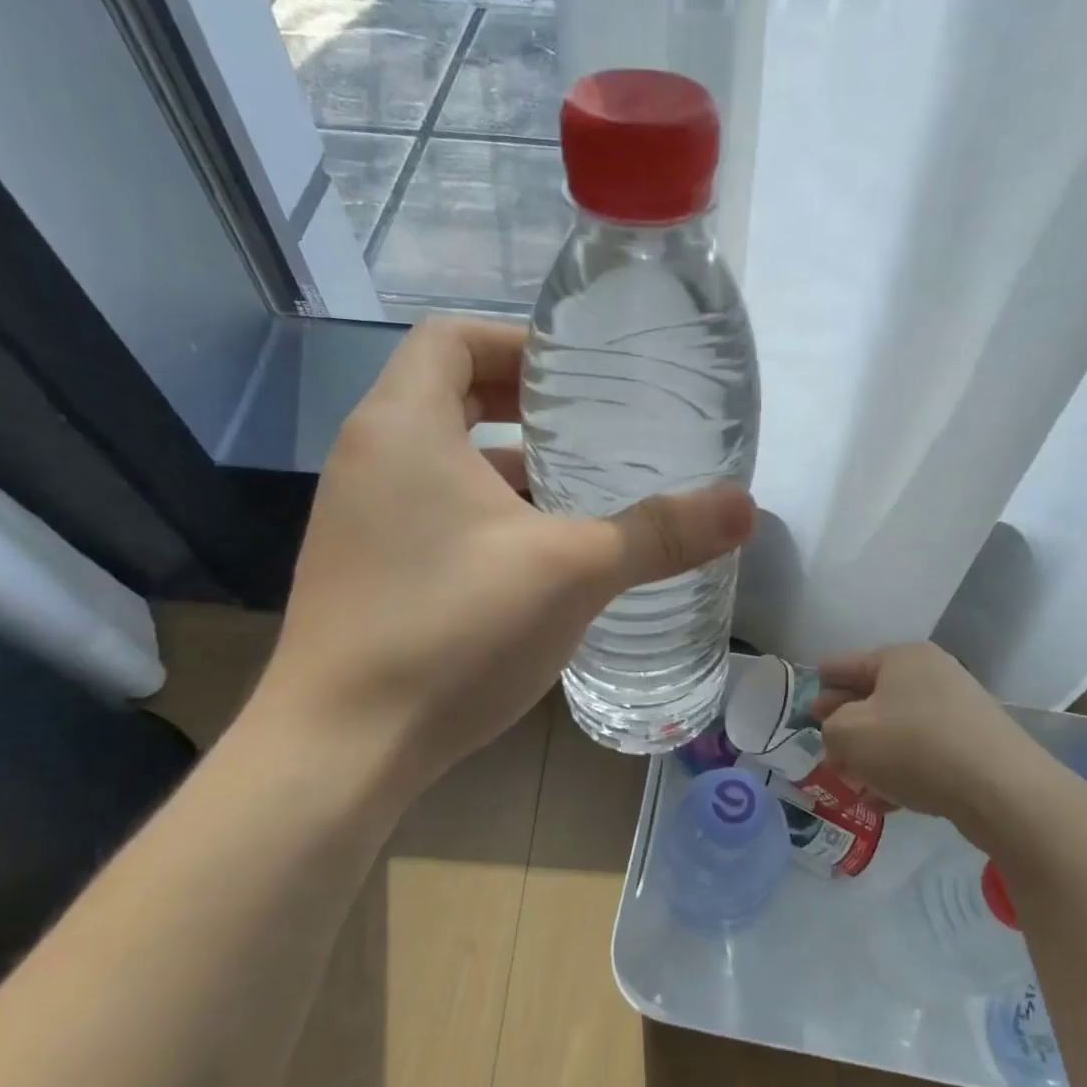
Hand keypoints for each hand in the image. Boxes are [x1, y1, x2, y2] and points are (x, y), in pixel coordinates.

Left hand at [250, 318, 754, 793]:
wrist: (341, 749)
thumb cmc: (452, 631)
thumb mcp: (572, 572)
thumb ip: (659, 534)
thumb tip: (746, 507)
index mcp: (403, 427)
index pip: (452, 337)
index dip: (518, 340)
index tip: (578, 374)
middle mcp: (369, 457)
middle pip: (447, 392)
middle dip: (520, 399)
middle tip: (590, 422)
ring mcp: (359, 517)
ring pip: (440, 457)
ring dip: (505, 459)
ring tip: (577, 482)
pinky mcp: (364, 568)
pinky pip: (429, 508)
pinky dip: (483, 508)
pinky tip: (537, 552)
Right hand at [811, 642, 1086, 853]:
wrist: (1002, 790)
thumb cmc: (915, 748)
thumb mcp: (850, 734)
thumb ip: (830, 728)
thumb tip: (839, 732)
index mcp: (900, 657)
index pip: (844, 665)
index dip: (819, 687)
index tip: (803, 710)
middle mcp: (931, 674)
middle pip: (872, 697)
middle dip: (845, 727)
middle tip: (825, 753)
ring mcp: (957, 709)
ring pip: (897, 729)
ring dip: (871, 755)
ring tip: (852, 784)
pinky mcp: (974, 744)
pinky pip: (922, 752)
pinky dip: (900, 770)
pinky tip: (885, 801)